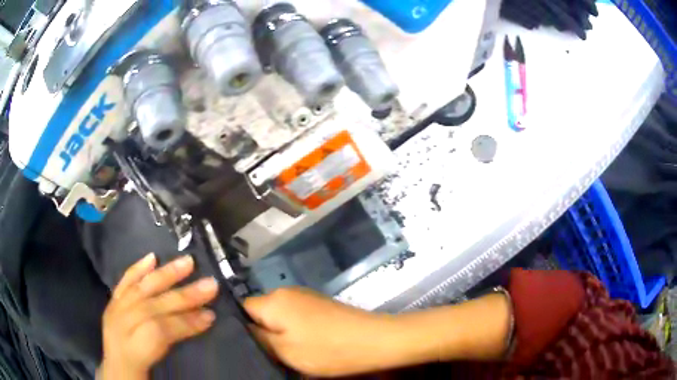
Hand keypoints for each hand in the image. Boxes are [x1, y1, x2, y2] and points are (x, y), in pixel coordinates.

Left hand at [99, 253, 218, 379]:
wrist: (116, 373)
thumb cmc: (139, 376)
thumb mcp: (159, 375)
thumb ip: (172, 350)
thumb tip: (199, 326)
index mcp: (131, 352)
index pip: (158, 331)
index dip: (185, 323)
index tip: (211, 316)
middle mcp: (119, 327)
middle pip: (151, 306)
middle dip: (182, 296)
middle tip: (210, 285)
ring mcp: (114, 312)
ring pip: (139, 289)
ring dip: (165, 275)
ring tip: (187, 262)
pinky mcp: (112, 304)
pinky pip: (123, 283)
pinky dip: (137, 269)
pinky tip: (151, 258)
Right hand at [244, 287, 511, 377]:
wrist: (375, 341)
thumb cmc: (327, 350)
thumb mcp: (285, 351)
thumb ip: (258, 338)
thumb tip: (243, 328)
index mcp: (274, 299)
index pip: (242, 310)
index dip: (243, 329)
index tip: (251, 348)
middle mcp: (288, 292)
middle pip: (262, 313)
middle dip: (263, 334)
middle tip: (271, 355)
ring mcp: (306, 297)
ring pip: (280, 317)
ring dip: (280, 335)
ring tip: (289, 354)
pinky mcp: (320, 305)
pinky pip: (296, 317)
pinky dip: (295, 331)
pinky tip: (306, 346)